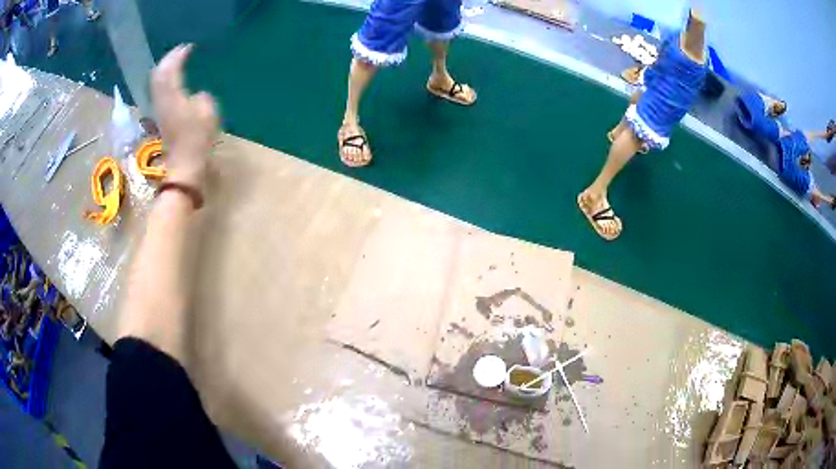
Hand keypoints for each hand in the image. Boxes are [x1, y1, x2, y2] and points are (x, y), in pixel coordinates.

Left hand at [151, 44, 217, 189]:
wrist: (184, 165)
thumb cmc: (198, 139)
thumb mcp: (208, 112)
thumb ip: (202, 97)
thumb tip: (195, 96)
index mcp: (173, 96)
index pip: (171, 69)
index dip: (178, 56)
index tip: (188, 47)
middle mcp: (162, 100)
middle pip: (158, 74)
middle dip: (168, 60)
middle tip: (180, 51)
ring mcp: (159, 110)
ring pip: (156, 83)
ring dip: (165, 70)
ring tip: (175, 62)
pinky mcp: (160, 118)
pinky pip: (158, 92)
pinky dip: (165, 81)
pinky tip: (172, 81)